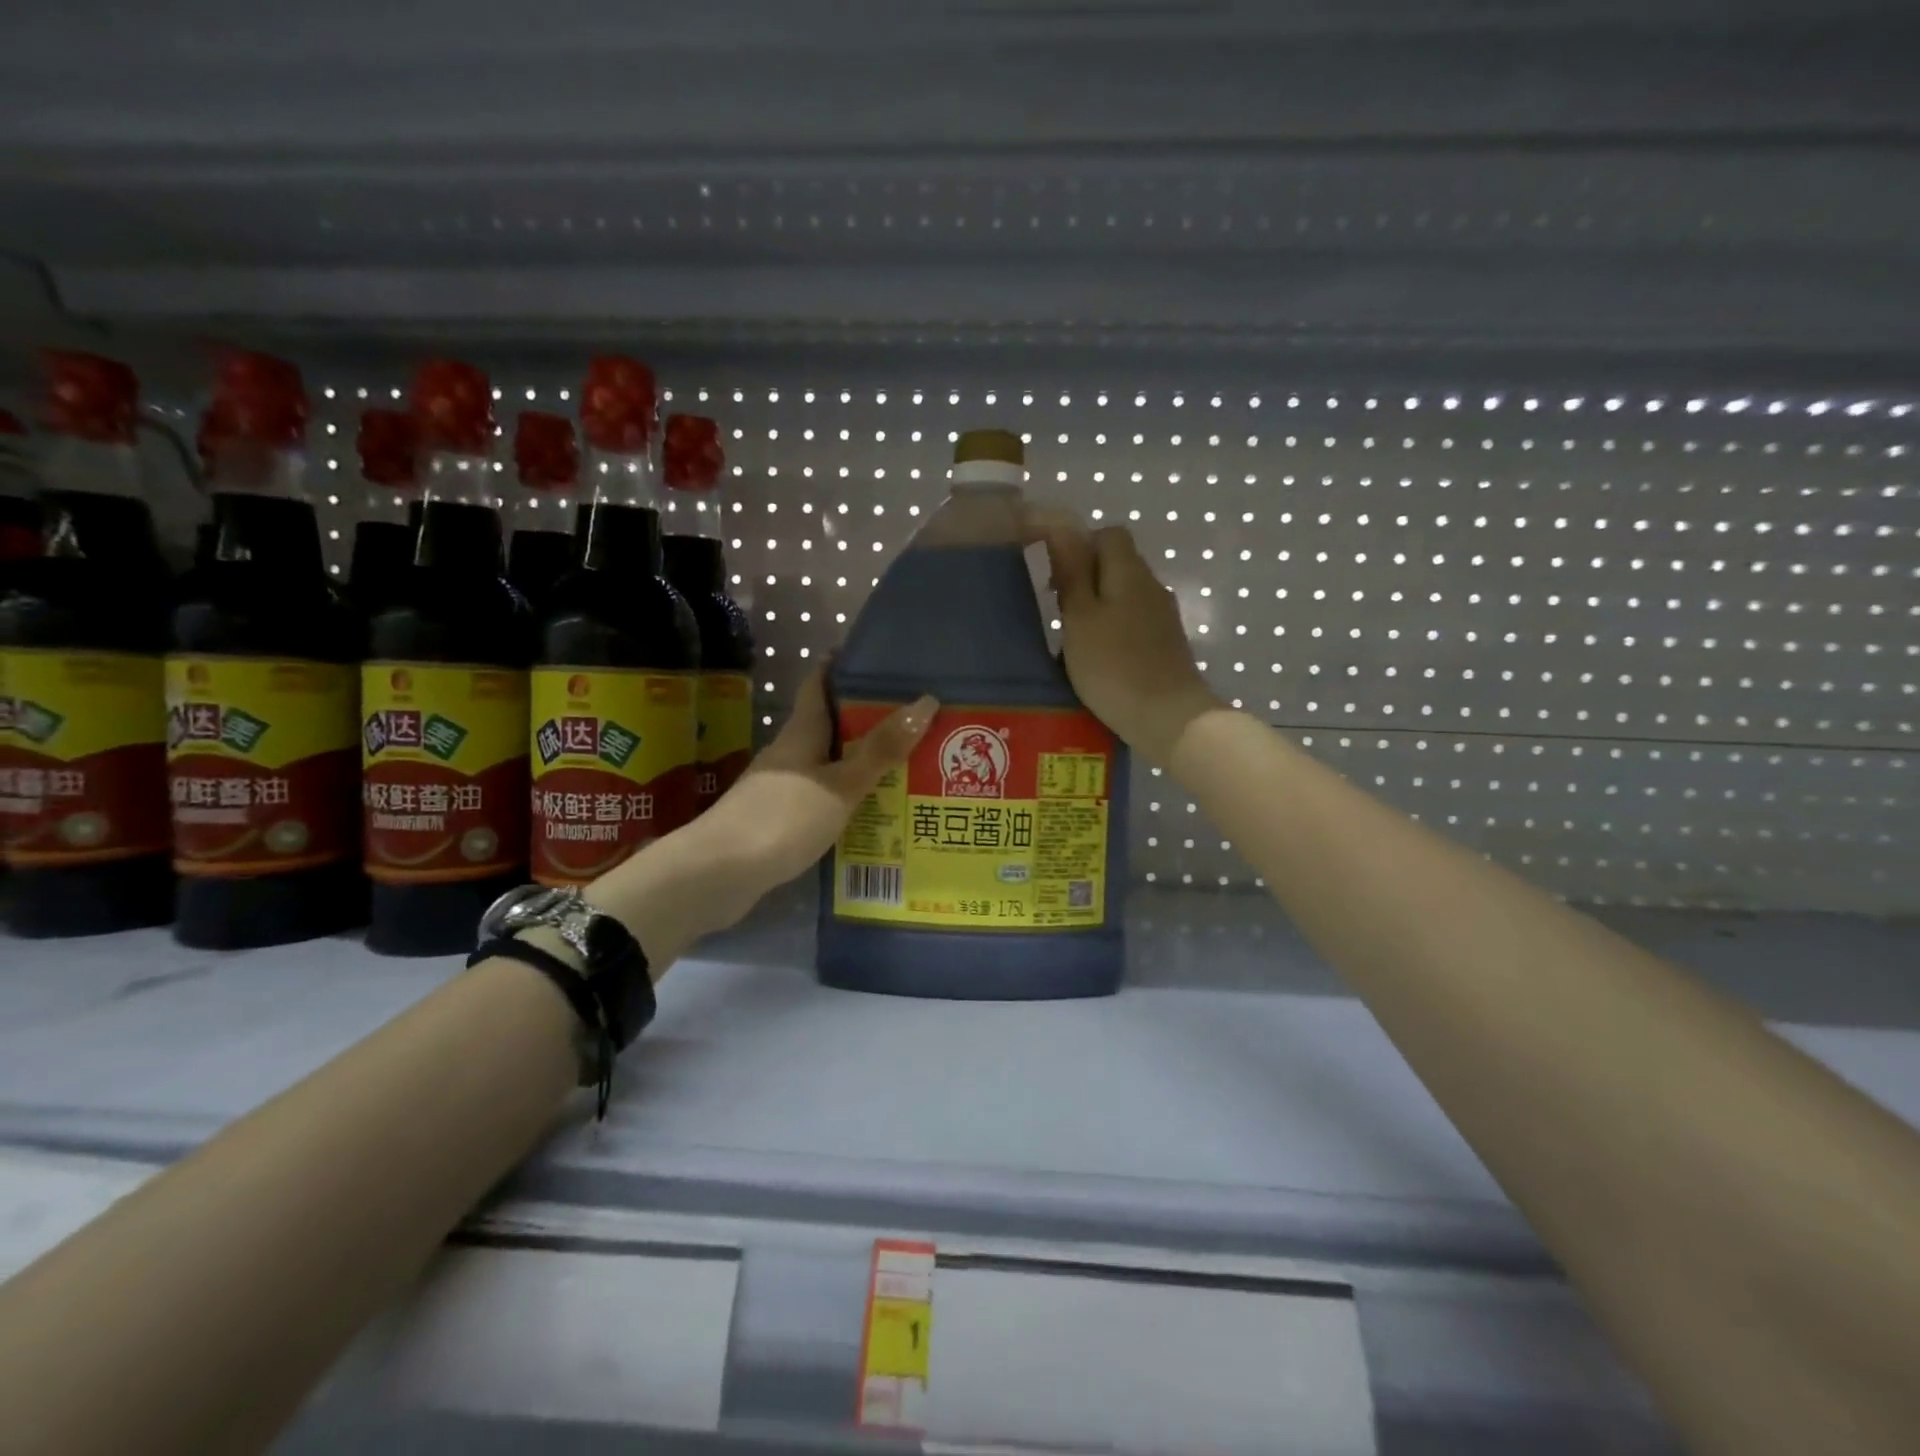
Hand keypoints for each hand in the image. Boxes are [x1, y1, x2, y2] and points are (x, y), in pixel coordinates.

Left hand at [702, 667, 937, 889]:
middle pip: (828, 726)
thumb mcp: (841, 783)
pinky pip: (820, 797)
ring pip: (825, 764)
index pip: (818, 685)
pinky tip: (869, 813)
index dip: (840, 666)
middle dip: (865, 720)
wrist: (719, 874)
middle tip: (912, 721)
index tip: (872, 657)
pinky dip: (845, 797)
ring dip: (858, 763)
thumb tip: (925, 701)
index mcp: (801, 733)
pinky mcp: (776, 819)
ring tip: (903, 767)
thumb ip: (881, 749)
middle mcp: (788, 753)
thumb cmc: (784, 818)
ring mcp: (779, 787)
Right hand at [1034, 515, 1222, 763]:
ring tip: (1072, 639)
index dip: (1080, 545)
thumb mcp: (1080, 618)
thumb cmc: (1114, 666)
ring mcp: (1163, 617)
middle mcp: (1151, 586)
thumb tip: (1062, 527)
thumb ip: (1072, 572)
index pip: (1109, 534)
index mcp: (1129, 572)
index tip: (1054, 574)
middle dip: (1086, 578)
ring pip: (1125, 595)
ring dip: (1098, 607)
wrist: (1168, 718)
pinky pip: (1133, 622)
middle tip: (1056, 610)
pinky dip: (1113, 631)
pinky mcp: (1166, 645)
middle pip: (1118, 564)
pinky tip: (1098, 659)